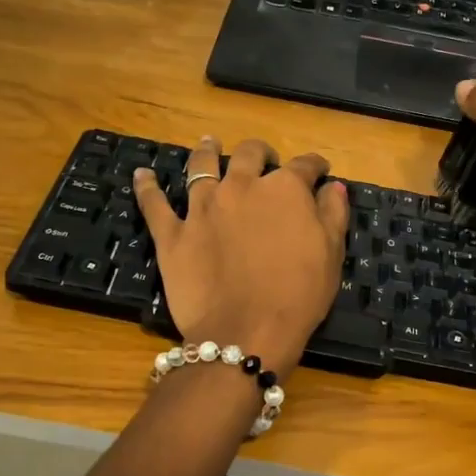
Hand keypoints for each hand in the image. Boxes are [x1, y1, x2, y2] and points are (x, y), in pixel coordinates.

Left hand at [133, 137, 349, 377]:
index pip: (304, 166)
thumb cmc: (298, 295)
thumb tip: (332, 185)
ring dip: (206, 151)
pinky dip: (147, 187)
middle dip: (260, 152)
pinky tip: (142, 174)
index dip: (314, 166)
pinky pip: (154, 204)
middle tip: (263, 156)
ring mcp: (202, 207)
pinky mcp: (172, 233)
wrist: (246, 331)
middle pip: (249, 155)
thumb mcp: (330, 254)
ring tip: (208, 143)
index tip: (319, 170)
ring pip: (201, 166)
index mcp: (284, 189)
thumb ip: (332, 213)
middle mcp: (241, 186)